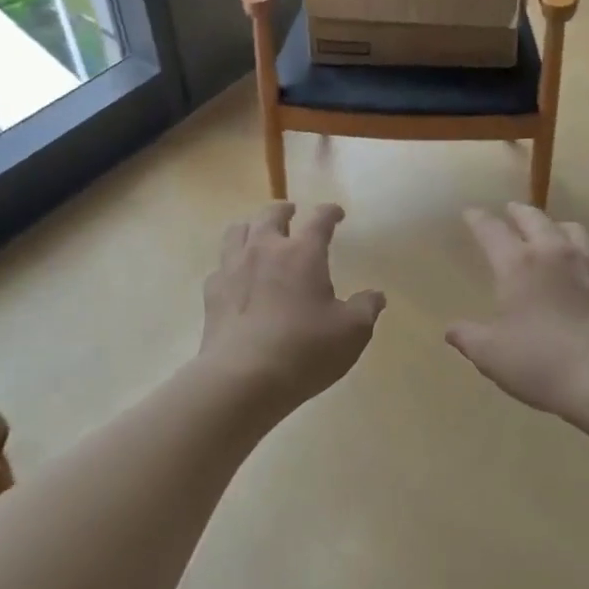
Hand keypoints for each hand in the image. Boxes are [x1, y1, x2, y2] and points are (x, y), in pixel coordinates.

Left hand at [201, 202, 384, 414]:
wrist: (242, 378)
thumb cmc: (305, 350)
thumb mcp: (351, 332)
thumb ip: (366, 308)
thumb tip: (376, 295)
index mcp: (303, 252)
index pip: (319, 219)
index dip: (329, 212)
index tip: (336, 213)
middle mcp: (266, 249)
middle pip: (271, 214)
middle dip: (284, 210)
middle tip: (292, 214)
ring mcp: (233, 267)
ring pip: (237, 231)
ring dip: (251, 227)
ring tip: (258, 235)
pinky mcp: (212, 291)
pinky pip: (220, 266)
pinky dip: (230, 265)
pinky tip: (236, 278)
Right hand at [447, 203, 588, 420]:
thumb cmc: (542, 363)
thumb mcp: (491, 355)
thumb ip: (468, 337)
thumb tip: (452, 330)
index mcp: (517, 263)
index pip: (491, 229)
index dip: (478, 219)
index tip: (470, 213)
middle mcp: (553, 252)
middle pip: (533, 217)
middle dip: (518, 211)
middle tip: (510, 210)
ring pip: (571, 228)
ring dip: (555, 226)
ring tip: (550, 233)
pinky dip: (588, 256)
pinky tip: (587, 270)